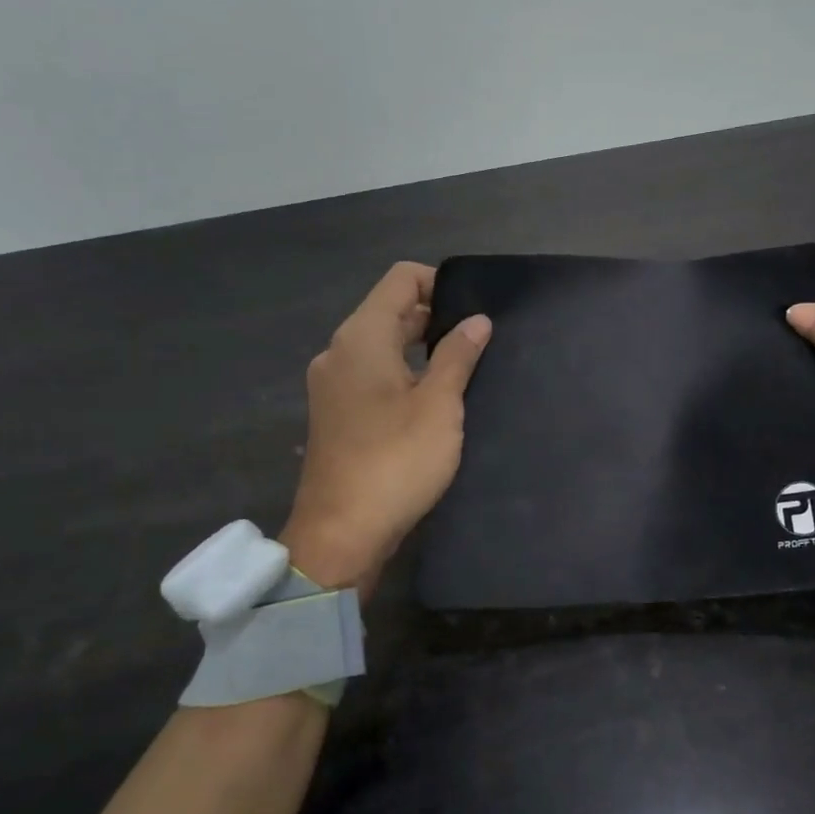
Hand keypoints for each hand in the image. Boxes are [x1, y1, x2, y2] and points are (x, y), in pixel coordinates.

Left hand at [280, 262, 491, 588]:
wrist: (342, 533)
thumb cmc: (396, 462)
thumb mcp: (439, 406)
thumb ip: (458, 356)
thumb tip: (477, 320)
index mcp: (361, 338)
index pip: (400, 279)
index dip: (440, 281)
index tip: (475, 308)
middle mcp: (340, 351)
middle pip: (390, 311)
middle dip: (435, 316)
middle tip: (481, 339)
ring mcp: (333, 383)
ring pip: (382, 344)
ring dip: (421, 347)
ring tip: (465, 366)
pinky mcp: (337, 412)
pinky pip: (373, 373)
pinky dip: (404, 372)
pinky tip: (435, 396)